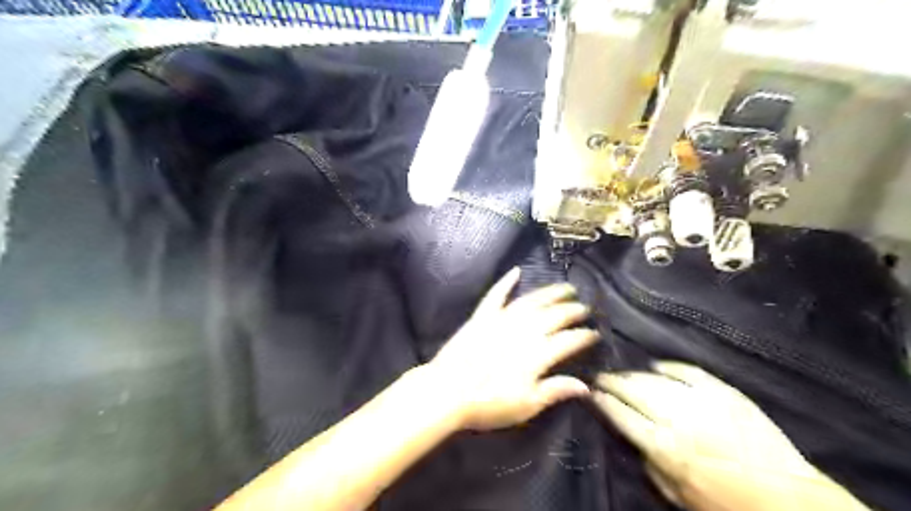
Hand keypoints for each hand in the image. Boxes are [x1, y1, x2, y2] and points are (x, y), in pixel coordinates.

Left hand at [423, 270, 603, 432]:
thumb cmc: (488, 403)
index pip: (568, 340)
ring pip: (531, 301)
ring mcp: (501, 320)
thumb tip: (585, 385)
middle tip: (584, 307)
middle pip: (553, 316)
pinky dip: (506, 282)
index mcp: (537, 354)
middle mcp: (523, 331)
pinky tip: (516, 271)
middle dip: (572, 310)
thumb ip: (555, 391)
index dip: (584, 336)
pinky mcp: (482, 316)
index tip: (594, 333)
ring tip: (565, 287)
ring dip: (550, 293)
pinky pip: (496, 295)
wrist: (447, 391)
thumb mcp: (526, 405)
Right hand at [592, 361, 867, 510]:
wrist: (786, 499)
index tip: (592, 392)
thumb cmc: (725, 503)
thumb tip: (634, 439)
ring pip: (656, 378)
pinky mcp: (724, 392)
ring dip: (635, 374)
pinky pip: (688, 371)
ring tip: (624, 373)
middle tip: (600, 376)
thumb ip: (650, 464)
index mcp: (663, 447)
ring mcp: (701, 401)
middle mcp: (676, 418)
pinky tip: (657, 366)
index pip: (621, 414)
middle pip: (633, 390)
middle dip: (612, 381)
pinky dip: (670, 367)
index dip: (603, 401)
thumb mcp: (677, 494)